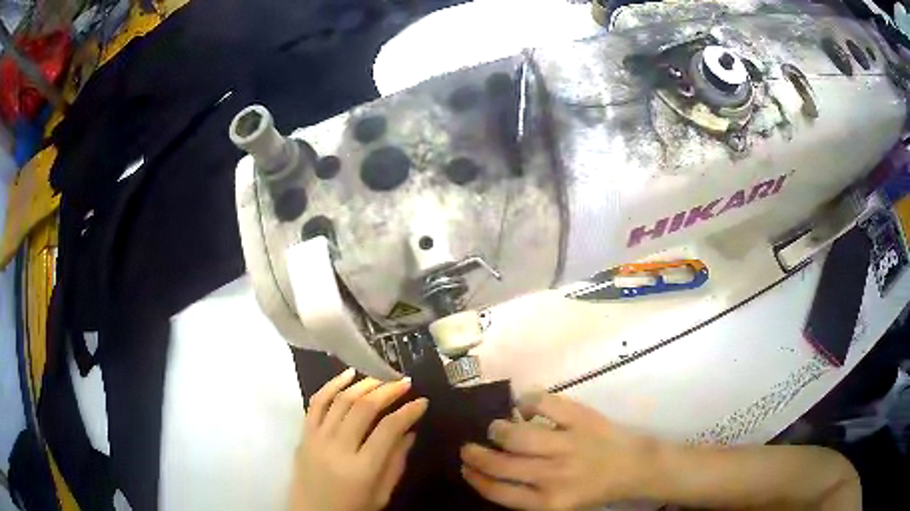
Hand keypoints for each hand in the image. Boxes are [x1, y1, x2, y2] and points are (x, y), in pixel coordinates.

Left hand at [289, 368, 428, 510]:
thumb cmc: (351, 509)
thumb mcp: (381, 494)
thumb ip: (396, 463)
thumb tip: (410, 431)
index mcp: (361, 469)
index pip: (388, 429)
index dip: (408, 412)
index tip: (422, 401)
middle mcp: (337, 448)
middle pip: (363, 408)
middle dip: (388, 390)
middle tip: (405, 382)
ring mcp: (317, 438)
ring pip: (341, 400)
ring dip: (364, 384)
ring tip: (382, 377)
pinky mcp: (304, 434)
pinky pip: (316, 402)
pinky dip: (332, 384)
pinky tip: (348, 374)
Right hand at [460, 393, 658, 509]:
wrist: (636, 467)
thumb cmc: (595, 489)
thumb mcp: (559, 504)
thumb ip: (527, 494)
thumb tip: (492, 472)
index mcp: (548, 501)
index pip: (498, 492)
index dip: (476, 479)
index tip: (465, 469)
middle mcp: (554, 475)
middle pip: (501, 464)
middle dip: (476, 455)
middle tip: (468, 447)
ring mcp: (568, 445)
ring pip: (516, 435)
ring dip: (498, 429)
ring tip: (496, 428)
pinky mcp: (581, 419)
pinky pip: (544, 404)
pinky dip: (528, 402)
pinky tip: (524, 406)